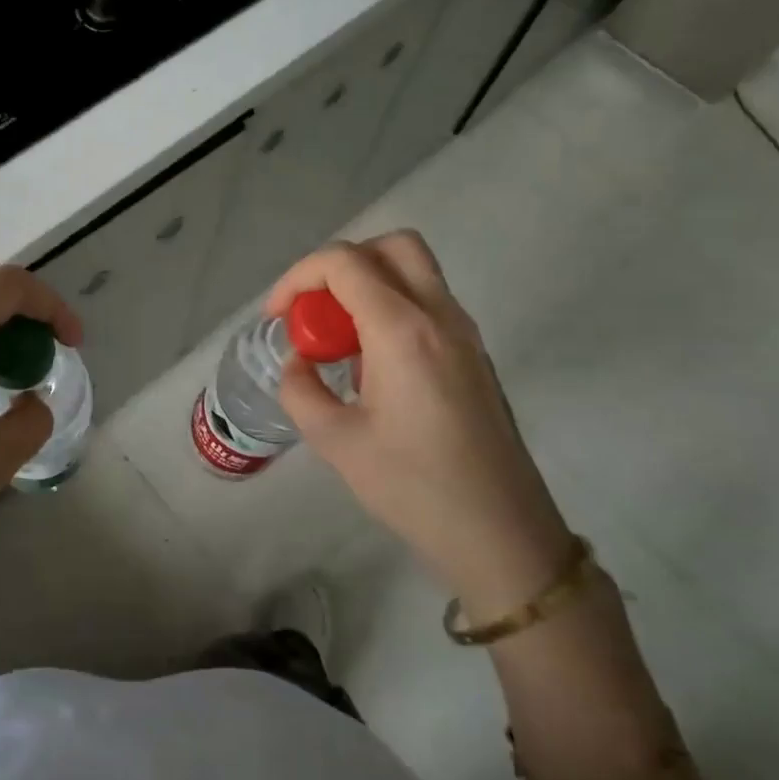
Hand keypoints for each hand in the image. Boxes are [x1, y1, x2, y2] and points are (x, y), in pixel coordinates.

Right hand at [266, 232, 578, 622]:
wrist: (501, 533)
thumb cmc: (414, 488)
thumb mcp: (336, 442)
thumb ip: (301, 390)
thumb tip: (298, 363)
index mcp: (402, 331)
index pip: (344, 262)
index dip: (298, 277)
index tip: (277, 318)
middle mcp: (440, 316)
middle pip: (391, 246)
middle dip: (342, 265)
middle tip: (316, 311)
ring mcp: (465, 333)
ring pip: (415, 271)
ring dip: (369, 285)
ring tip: (340, 342)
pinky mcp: (474, 354)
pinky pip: (429, 303)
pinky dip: (393, 308)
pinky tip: (373, 366)